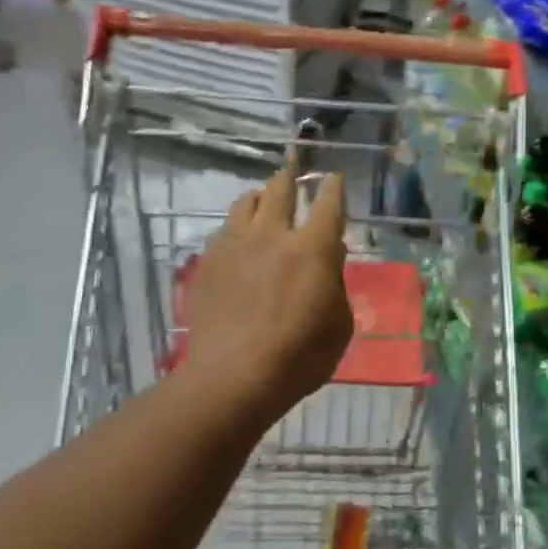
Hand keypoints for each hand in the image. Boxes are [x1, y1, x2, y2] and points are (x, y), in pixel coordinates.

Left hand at [182, 165, 354, 419]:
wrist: (233, 377)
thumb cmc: (299, 357)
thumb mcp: (338, 325)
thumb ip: (336, 285)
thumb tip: (330, 258)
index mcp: (313, 249)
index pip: (328, 203)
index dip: (333, 187)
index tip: (334, 179)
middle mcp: (272, 235)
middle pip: (280, 188)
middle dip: (290, 176)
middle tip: (292, 172)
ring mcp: (235, 245)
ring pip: (245, 202)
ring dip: (259, 197)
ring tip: (263, 203)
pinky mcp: (208, 262)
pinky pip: (224, 230)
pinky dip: (237, 228)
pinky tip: (239, 242)